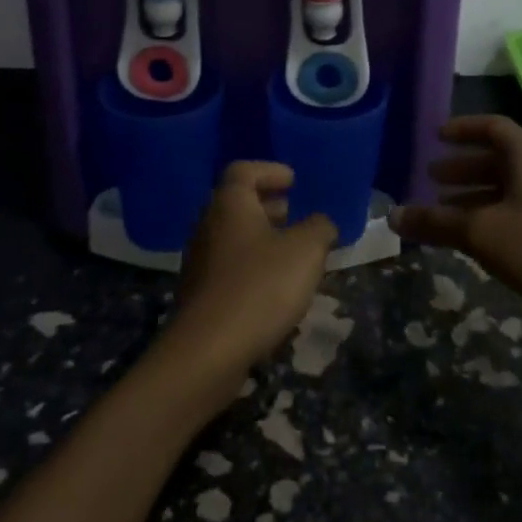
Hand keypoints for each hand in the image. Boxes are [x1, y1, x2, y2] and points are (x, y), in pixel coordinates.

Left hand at [164, 162, 337, 392]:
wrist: (208, 351)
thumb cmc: (260, 286)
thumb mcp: (306, 251)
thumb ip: (320, 228)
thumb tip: (321, 223)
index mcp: (230, 204)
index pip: (244, 170)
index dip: (269, 171)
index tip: (293, 180)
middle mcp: (208, 224)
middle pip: (237, 203)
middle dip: (267, 205)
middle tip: (293, 213)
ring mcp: (199, 261)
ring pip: (233, 237)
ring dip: (261, 238)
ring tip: (291, 253)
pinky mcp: (199, 294)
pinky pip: (229, 267)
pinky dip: (252, 266)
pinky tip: (274, 288)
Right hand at [391, 116, 521, 357]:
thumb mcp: (480, 232)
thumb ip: (435, 222)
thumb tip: (392, 216)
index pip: (492, 126)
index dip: (463, 128)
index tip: (437, 136)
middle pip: (496, 158)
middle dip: (462, 166)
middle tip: (431, 176)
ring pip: (504, 186)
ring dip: (473, 193)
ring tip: (443, 208)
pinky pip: (514, 208)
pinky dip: (489, 213)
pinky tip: (473, 236)